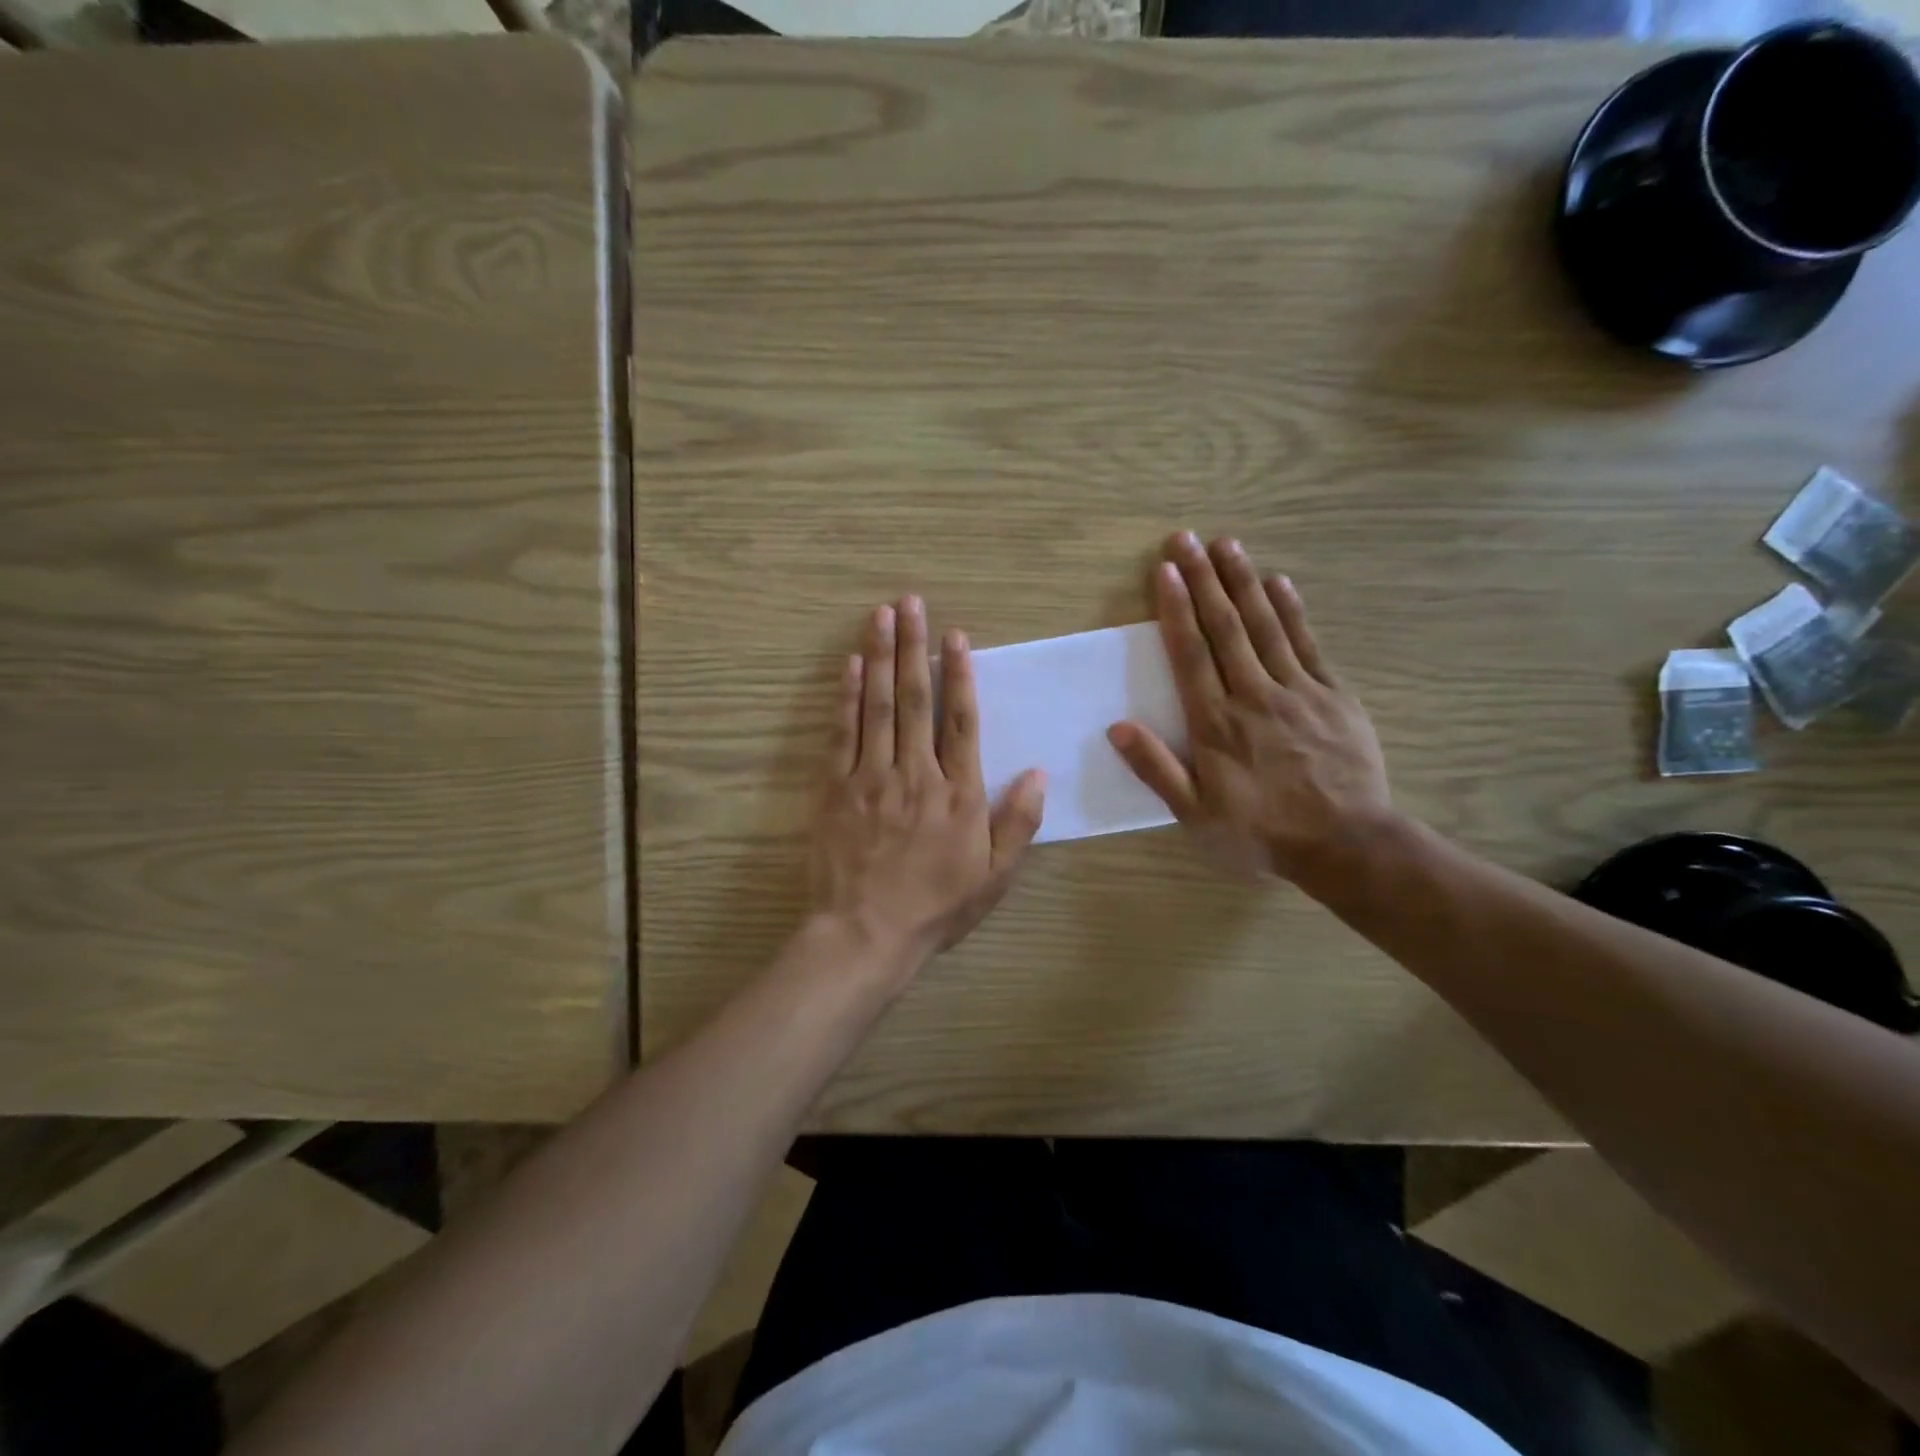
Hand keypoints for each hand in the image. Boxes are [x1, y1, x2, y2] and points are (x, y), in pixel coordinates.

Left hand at [810, 596, 1045, 978]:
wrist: (866, 934)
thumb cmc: (936, 907)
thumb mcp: (995, 876)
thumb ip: (1019, 823)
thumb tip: (1040, 774)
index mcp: (959, 793)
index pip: (961, 721)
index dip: (960, 674)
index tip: (955, 636)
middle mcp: (916, 773)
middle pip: (917, 699)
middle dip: (915, 646)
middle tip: (910, 602)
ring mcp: (872, 777)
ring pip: (879, 706)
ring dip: (881, 657)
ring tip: (881, 615)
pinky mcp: (836, 788)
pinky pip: (842, 734)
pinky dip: (847, 697)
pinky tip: (851, 666)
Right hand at [1107, 533, 1392, 893]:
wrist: (1346, 843)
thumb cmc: (1260, 832)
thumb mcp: (1196, 814)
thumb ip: (1157, 769)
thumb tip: (1118, 727)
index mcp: (1215, 722)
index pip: (1190, 654)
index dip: (1176, 609)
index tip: (1165, 571)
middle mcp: (1252, 694)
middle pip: (1224, 627)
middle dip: (1203, 579)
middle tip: (1186, 539)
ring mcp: (1297, 690)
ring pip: (1265, 625)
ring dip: (1243, 582)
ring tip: (1227, 544)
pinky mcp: (1333, 695)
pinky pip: (1308, 644)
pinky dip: (1292, 610)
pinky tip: (1279, 582)